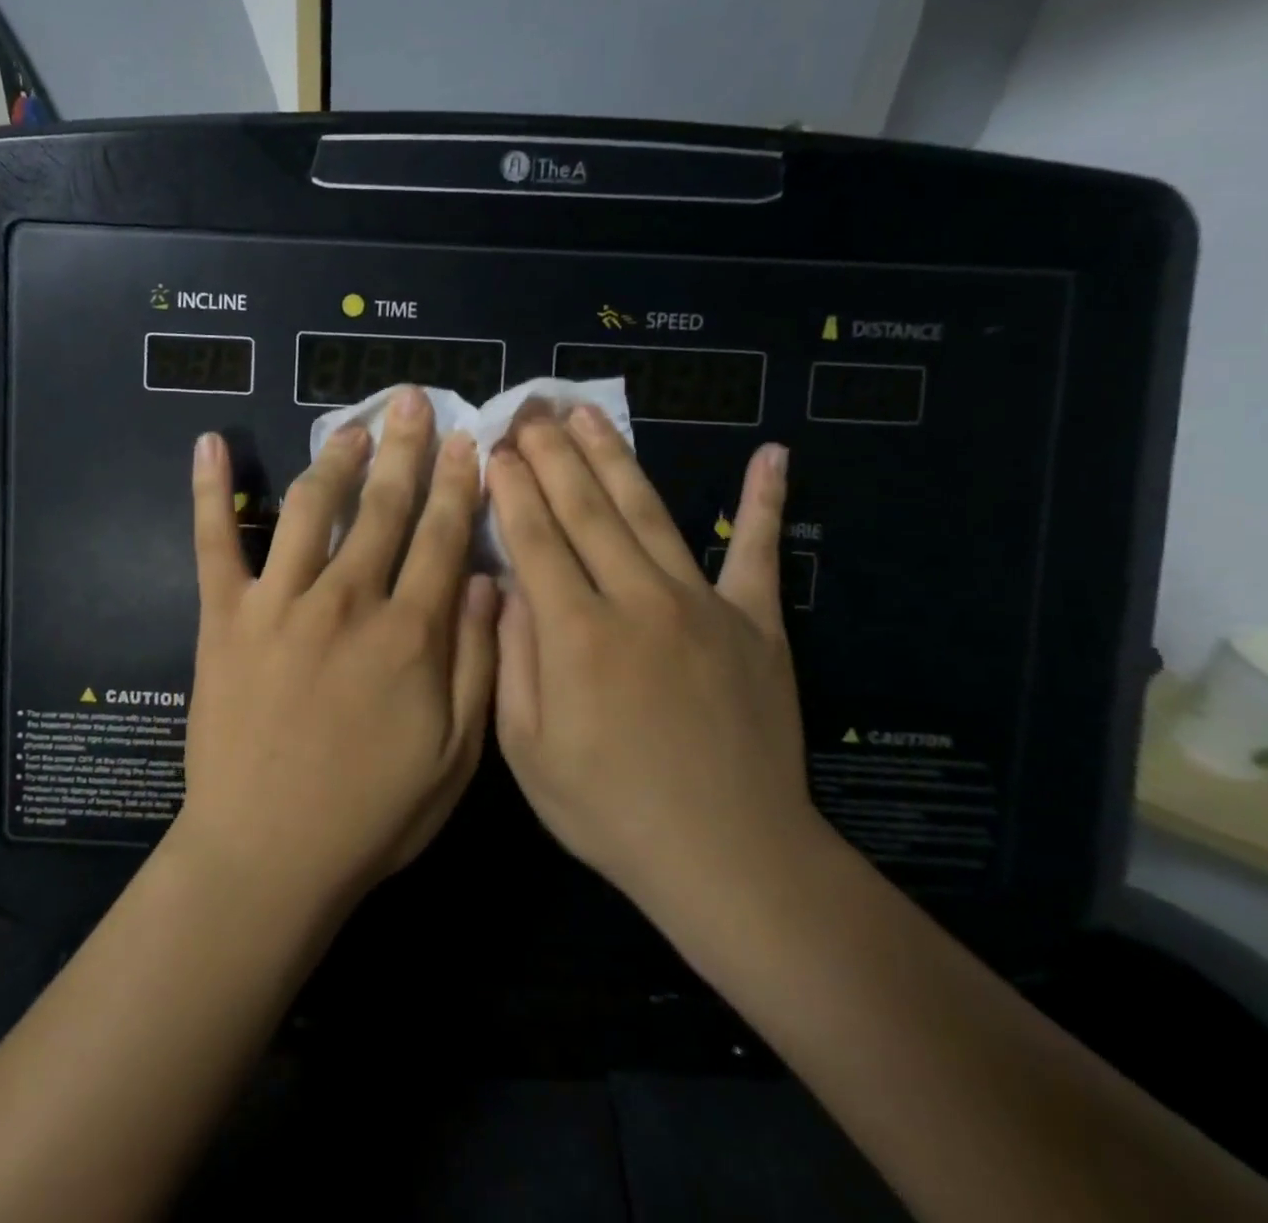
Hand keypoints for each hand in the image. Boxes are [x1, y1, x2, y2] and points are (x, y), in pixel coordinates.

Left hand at [177, 386, 498, 911]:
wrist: (268, 856)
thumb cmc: (373, 814)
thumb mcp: (457, 754)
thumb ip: (477, 660)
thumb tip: (489, 579)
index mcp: (409, 632)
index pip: (441, 536)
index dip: (457, 483)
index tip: (466, 441)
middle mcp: (346, 601)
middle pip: (381, 507)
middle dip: (403, 449)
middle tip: (411, 400)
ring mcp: (278, 604)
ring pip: (309, 508)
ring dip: (333, 458)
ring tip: (351, 425)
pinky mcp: (224, 619)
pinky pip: (215, 543)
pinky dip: (210, 491)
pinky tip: (210, 444)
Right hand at [487, 407, 818, 918]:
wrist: (729, 857)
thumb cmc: (610, 810)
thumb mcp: (527, 751)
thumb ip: (513, 659)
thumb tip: (507, 585)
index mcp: (575, 634)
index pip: (536, 538)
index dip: (513, 488)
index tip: (496, 447)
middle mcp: (636, 601)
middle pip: (586, 509)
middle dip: (552, 454)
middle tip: (531, 410)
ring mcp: (702, 605)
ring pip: (649, 512)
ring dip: (615, 458)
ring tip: (588, 415)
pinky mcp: (755, 624)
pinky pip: (758, 551)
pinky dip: (764, 502)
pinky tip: (771, 455)